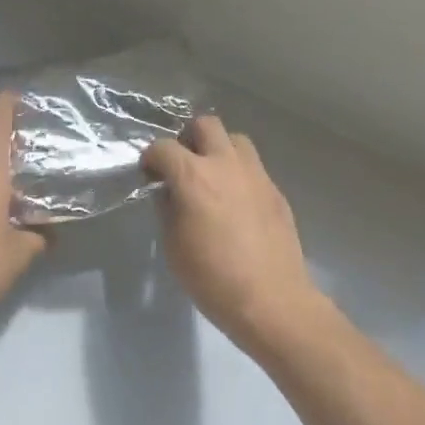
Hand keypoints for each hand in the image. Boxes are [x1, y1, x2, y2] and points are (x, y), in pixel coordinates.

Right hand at [141, 116, 326, 349]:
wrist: (271, 299)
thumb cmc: (212, 278)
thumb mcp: (173, 246)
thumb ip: (167, 209)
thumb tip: (168, 192)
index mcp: (193, 176)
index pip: (163, 147)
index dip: (151, 158)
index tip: (149, 174)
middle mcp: (226, 164)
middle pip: (206, 124)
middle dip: (188, 138)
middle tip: (183, 164)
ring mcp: (256, 174)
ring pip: (235, 139)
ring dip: (219, 149)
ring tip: (213, 177)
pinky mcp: (275, 190)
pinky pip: (253, 167)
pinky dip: (239, 173)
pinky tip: (236, 203)